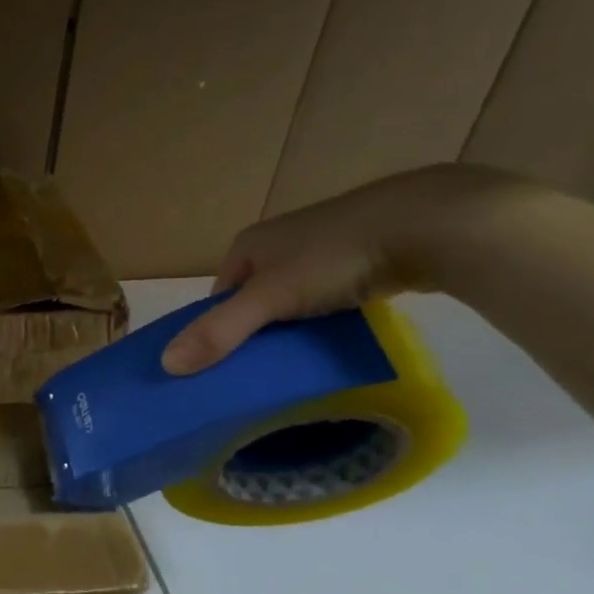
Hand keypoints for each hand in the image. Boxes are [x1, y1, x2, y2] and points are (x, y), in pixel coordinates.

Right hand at [162, 163, 535, 373]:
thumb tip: (166, 365)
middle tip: (266, 369)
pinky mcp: (361, 255)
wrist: (428, 224)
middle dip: (258, 331)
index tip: (229, 366)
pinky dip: (328, 317)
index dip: (219, 330)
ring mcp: (322, 247)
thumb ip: (220, 332)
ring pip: (293, 298)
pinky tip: (339, 336)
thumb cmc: (332, 257)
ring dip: (295, 327)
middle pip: (254, 299)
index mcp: (248, 245)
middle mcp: (280, 241)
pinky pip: (329, 295)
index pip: (218, 296)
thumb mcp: (269, 299)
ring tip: (303, 359)